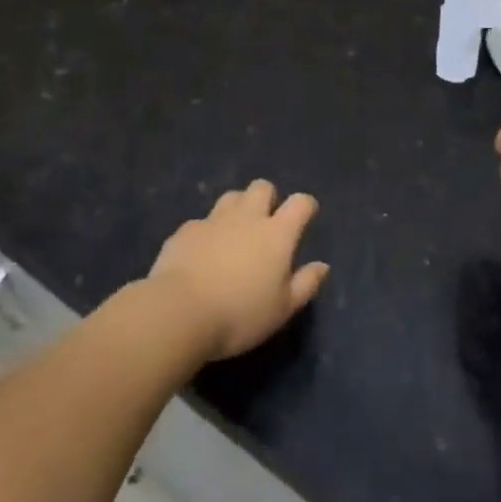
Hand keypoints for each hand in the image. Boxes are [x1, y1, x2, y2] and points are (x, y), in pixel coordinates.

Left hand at [150, 180, 329, 358]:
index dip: (305, 206)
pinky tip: (202, 254)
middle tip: (266, 224)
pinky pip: (202, 221)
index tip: (306, 217)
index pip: (300, 203)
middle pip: (262, 187)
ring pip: (231, 197)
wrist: (178, 312)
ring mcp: (213, 220)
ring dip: (238, 208)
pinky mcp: (185, 230)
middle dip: (268, 198)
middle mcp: (247, 217)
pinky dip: (208, 232)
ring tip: (235, 233)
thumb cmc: (239, 314)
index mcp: (277, 234)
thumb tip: (322, 266)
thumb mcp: (282, 309)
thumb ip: (305, 284)